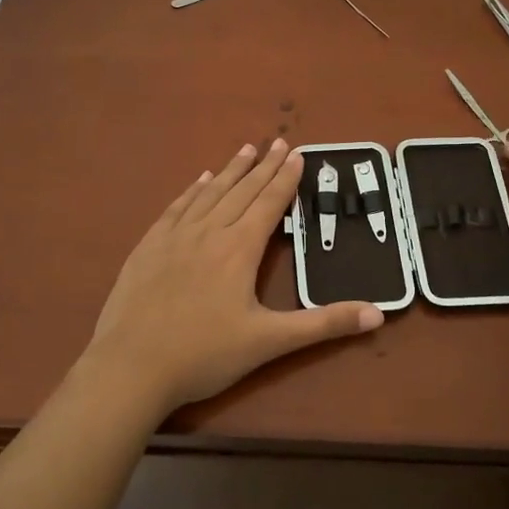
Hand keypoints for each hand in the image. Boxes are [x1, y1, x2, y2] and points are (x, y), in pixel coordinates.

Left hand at [81, 138, 383, 413]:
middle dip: (263, 166)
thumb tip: (378, 314)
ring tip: (246, 150)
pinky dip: (193, 190)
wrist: (130, 367)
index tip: (297, 153)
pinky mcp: (148, 246)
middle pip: (242, 191)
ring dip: (231, 170)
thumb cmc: (204, 355)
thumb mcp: (270, 342)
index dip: (285, 179)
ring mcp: (174, 236)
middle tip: (278, 141)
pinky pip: (177, 207)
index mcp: (239, 249)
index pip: (268, 204)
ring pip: (209, 193)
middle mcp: (208, 232)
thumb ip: (323, 324)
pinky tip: (200, 180)